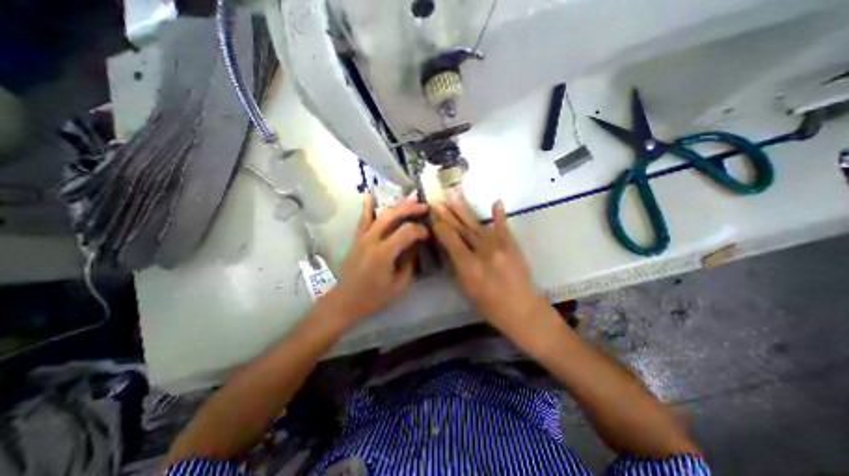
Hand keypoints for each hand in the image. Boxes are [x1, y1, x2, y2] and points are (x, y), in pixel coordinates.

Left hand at [326, 191, 430, 322]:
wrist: (345, 301)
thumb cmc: (373, 297)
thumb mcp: (399, 285)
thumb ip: (409, 263)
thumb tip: (415, 246)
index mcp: (384, 253)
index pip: (407, 232)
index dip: (420, 230)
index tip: (428, 235)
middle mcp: (372, 240)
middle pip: (393, 216)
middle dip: (411, 209)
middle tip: (424, 207)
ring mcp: (362, 237)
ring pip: (380, 214)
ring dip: (397, 204)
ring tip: (410, 197)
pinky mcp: (356, 238)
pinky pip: (363, 219)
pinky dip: (367, 206)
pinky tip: (370, 194)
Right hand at [433, 199, 547, 335]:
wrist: (522, 310)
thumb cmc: (490, 305)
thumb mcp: (467, 288)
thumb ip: (458, 266)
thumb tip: (450, 248)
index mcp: (468, 266)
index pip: (450, 240)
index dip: (440, 227)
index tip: (433, 218)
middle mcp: (482, 252)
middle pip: (462, 230)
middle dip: (448, 215)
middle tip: (438, 202)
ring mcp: (499, 246)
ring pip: (477, 225)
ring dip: (464, 211)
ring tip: (454, 197)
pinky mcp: (512, 245)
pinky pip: (503, 228)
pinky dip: (499, 215)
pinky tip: (496, 202)